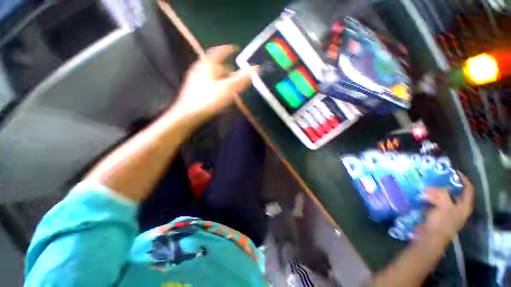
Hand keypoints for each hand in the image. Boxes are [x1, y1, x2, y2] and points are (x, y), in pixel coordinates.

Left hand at [170, 45, 256, 126]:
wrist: (188, 115)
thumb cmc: (209, 100)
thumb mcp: (228, 89)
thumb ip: (242, 79)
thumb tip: (256, 68)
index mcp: (208, 65)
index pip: (220, 52)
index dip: (229, 49)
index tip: (236, 49)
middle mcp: (201, 69)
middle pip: (218, 67)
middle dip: (230, 72)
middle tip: (238, 79)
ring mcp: (197, 80)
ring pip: (215, 78)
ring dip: (225, 83)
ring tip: (233, 91)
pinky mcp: (196, 90)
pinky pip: (211, 86)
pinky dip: (219, 90)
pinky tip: (224, 99)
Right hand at [417, 172, 473, 240]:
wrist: (430, 238)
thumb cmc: (441, 223)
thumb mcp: (444, 206)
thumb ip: (442, 194)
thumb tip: (433, 186)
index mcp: (464, 206)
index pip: (468, 189)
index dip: (463, 179)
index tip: (453, 171)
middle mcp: (458, 208)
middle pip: (455, 192)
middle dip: (446, 184)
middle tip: (436, 177)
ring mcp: (447, 211)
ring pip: (444, 197)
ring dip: (436, 190)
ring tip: (427, 184)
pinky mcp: (437, 214)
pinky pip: (435, 202)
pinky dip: (430, 197)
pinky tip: (422, 194)